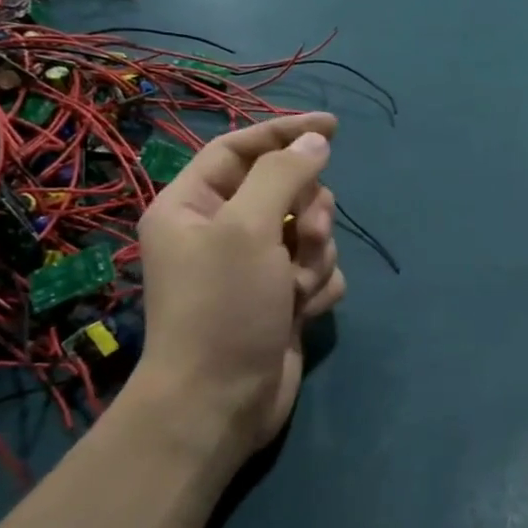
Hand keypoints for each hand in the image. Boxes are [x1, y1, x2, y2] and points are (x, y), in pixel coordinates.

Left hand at [132, 113, 343, 458]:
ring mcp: (255, 267)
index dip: (286, 132)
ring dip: (314, 254)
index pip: (241, 148)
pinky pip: (319, 270)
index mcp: (194, 205)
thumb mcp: (248, 228)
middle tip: (304, 235)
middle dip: (307, 211)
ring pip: (310, 231)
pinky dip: (318, 285)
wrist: (222, 401)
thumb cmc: (223, 306)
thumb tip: (316, 141)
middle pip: (285, 190)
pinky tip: (303, 310)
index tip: (334, 126)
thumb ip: (284, 175)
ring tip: (296, 287)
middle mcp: (222, 231)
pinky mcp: (282, 298)